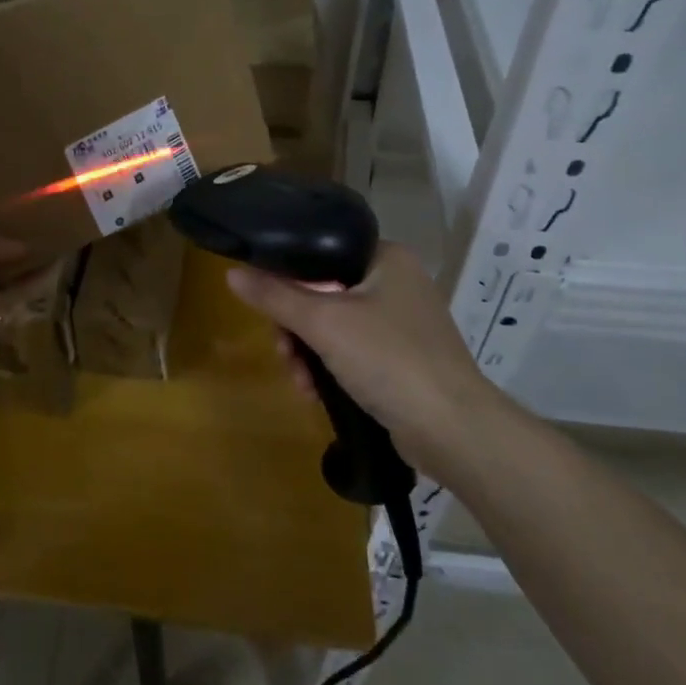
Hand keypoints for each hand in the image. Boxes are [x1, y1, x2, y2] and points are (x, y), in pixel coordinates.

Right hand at [224, 242, 516, 484]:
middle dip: (295, 328)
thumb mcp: (323, 324)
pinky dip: (330, 370)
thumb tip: (231, 273)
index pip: (321, 253)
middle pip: (322, 292)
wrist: (454, 432)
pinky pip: (351, 352)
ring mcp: (401, 324)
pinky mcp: (402, 360)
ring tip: (300, 382)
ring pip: (333, 326)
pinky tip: (316, 394)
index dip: (288, 277)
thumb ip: (275, 296)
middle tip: (284, 351)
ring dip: (307, 354)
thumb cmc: (389, 360)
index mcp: (386, 258)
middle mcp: (396, 283)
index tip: (269, 307)